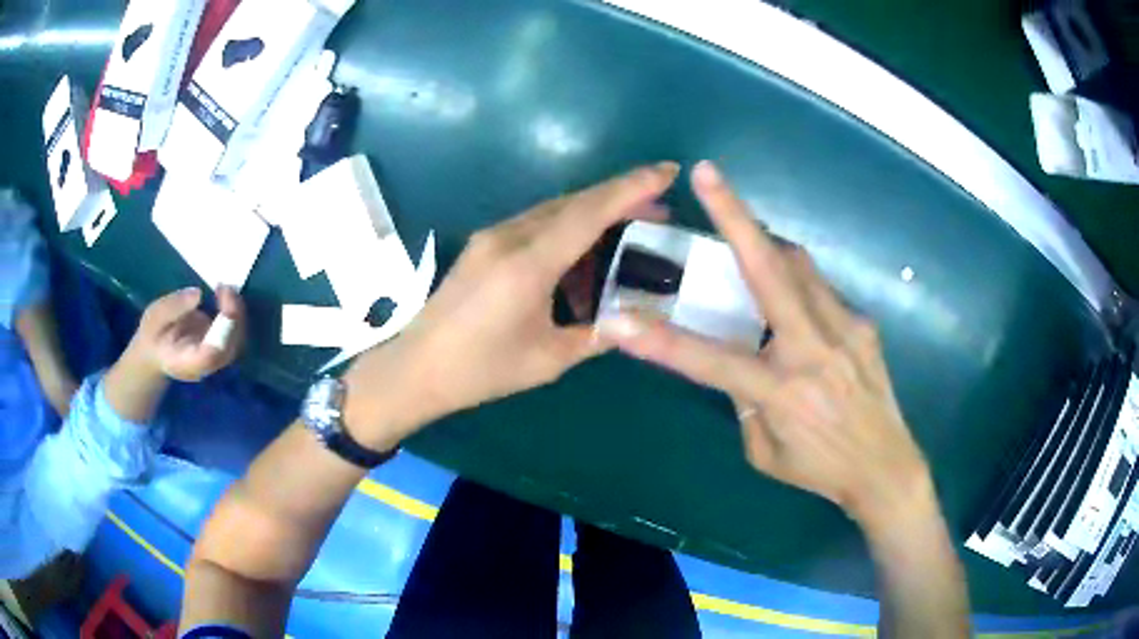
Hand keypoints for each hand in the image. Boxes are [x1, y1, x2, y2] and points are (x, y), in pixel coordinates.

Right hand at [125, 286, 245, 382]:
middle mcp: (206, 365)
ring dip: (237, 311)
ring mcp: (215, 358)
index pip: (210, 355)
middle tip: (225, 286)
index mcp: (187, 362)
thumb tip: (199, 294)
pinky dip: (234, 312)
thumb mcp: (153, 318)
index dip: (222, 331)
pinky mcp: (219, 348)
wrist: (155, 353)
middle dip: (233, 316)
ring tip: (225, 286)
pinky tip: (225, 293)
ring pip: (237, 340)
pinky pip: (234, 333)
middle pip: (230, 347)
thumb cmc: (152, 336)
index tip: (222, 302)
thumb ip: (173, 307)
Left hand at [342, 162, 679, 449]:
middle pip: (574, 202)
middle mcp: (509, 237)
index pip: (589, 212)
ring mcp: (492, 237)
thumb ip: (596, 335)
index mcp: (527, 264)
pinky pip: (535, 223)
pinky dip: (568, 227)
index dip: (632, 188)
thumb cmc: (480, 370)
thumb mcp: (547, 360)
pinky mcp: (483, 245)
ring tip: (632, 225)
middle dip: (621, 197)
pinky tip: (585, 248)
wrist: (415, 368)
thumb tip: (636, 321)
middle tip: (660, 206)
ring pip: (554, 209)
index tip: (668, 171)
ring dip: (595, 211)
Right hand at [597, 161, 931, 529]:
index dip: (662, 343)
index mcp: (783, 393)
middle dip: (735, 216)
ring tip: (743, 232)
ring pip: (798, 265)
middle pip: (771, 271)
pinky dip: (794, 282)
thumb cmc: (820, 469)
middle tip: (708, 175)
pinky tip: (788, 299)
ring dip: (765, 242)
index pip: (712, 362)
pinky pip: (819, 289)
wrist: (886, 467)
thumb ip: (745, 402)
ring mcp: (845, 329)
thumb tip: (738, 358)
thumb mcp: (765, 451)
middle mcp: (815, 350)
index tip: (620, 321)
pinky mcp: (863, 323)